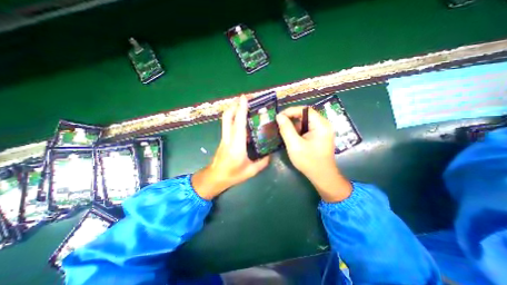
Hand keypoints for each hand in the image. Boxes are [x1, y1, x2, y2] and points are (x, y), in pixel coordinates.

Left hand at [191, 94, 269, 197]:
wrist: (215, 177)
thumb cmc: (232, 175)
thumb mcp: (251, 171)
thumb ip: (263, 162)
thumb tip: (270, 154)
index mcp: (237, 146)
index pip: (238, 124)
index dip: (241, 109)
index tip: (244, 97)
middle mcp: (229, 138)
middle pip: (227, 116)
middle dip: (235, 104)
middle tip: (245, 99)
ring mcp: (224, 137)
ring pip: (226, 119)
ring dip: (233, 109)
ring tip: (244, 104)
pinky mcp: (224, 139)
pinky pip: (227, 124)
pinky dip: (233, 116)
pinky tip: (242, 118)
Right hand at [276, 106, 350, 201]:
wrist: (322, 176)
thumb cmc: (309, 161)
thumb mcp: (294, 145)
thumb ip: (286, 129)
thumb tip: (279, 116)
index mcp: (321, 125)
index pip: (305, 110)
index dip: (290, 111)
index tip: (278, 116)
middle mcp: (324, 124)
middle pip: (305, 114)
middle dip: (291, 117)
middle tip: (279, 122)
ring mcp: (322, 130)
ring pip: (305, 121)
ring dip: (294, 124)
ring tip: (283, 129)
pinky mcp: (319, 135)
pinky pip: (307, 127)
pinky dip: (297, 129)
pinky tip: (291, 135)